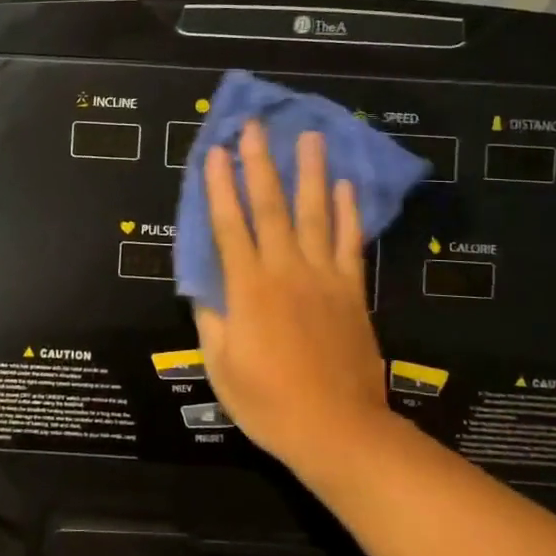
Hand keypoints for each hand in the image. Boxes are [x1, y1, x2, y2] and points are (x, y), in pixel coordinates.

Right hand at [195, 122, 393, 474]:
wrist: (338, 430)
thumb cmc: (269, 403)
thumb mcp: (222, 366)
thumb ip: (212, 319)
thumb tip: (204, 284)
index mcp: (248, 289)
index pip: (229, 226)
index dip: (219, 187)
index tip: (214, 152)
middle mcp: (286, 271)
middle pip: (270, 207)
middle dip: (259, 163)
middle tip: (255, 126)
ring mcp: (324, 277)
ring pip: (315, 214)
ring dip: (309, 173)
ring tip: (309, 137)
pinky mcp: (352, 291)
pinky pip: (350, 243)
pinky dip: (348, 212)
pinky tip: (345, 185)